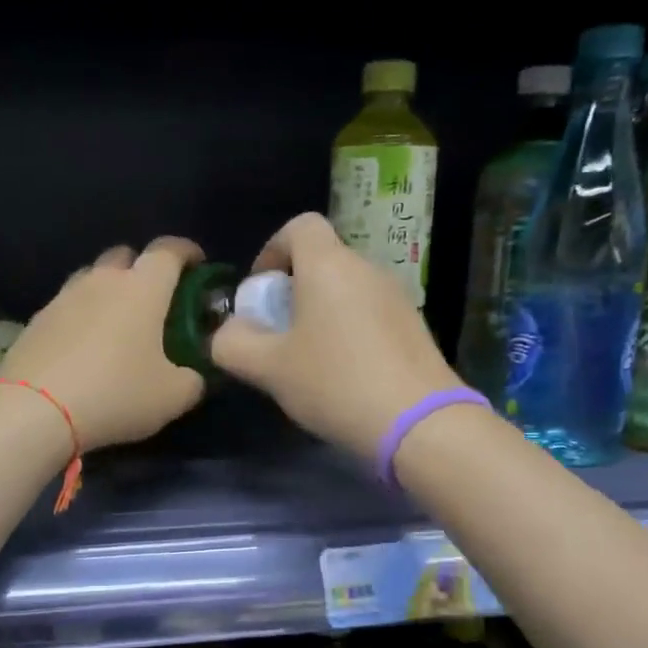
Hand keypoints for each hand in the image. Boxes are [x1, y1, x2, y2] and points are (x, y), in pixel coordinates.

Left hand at [0, 238, 207, 451]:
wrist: (36, 411)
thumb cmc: (116, 394)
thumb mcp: (173, 396)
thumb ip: (193, 379)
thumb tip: (193, 375)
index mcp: (142, 288)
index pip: (169, 250)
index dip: (187, 251)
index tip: (197, 264)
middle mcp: (102, 281)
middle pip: (125, 255)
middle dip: (143, 268)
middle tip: (155, 299)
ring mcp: (63, 297)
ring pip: (92, 277)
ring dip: (108, 290)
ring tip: (117, 322)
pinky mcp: (36, 320)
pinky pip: (66, 306)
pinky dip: (81, 316)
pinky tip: (83, 346)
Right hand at [211, 213, 464, 458]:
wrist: (420, 422)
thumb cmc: (335, 383)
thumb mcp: (268, 368)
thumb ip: (233, 344)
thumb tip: (227, 333)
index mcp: (328, 266)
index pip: (300, 226)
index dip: (273, 250)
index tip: (263, 292)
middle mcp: (366, 269)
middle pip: (322, 260)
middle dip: (293, 289)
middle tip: (278, 334)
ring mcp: (396, 296)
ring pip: (346, 288)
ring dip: (320, 312)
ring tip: (308, 360)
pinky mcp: (414, 325)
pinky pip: (369, 312)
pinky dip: (349, 329)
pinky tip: (344, 374)